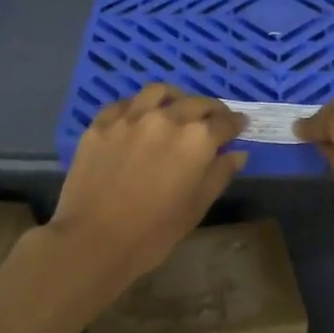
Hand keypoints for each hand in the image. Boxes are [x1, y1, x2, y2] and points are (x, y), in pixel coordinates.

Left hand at [47, 85, 247, 289]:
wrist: (93, 240)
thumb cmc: (154, 232)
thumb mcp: (196, 207)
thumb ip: (219, 175)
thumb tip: (237, 153)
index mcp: (196, 139)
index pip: (225, 122)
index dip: (236, 124)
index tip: (240, 126)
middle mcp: (166, 118)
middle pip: (196, 103)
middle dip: (211, 110)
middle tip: (214, 120)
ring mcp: (130, 117)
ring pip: (159, 92)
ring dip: (175, 98)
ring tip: (177, 108)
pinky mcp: (101, 124)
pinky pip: (125, 103)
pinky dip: (139, 106)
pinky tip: (139, 117)